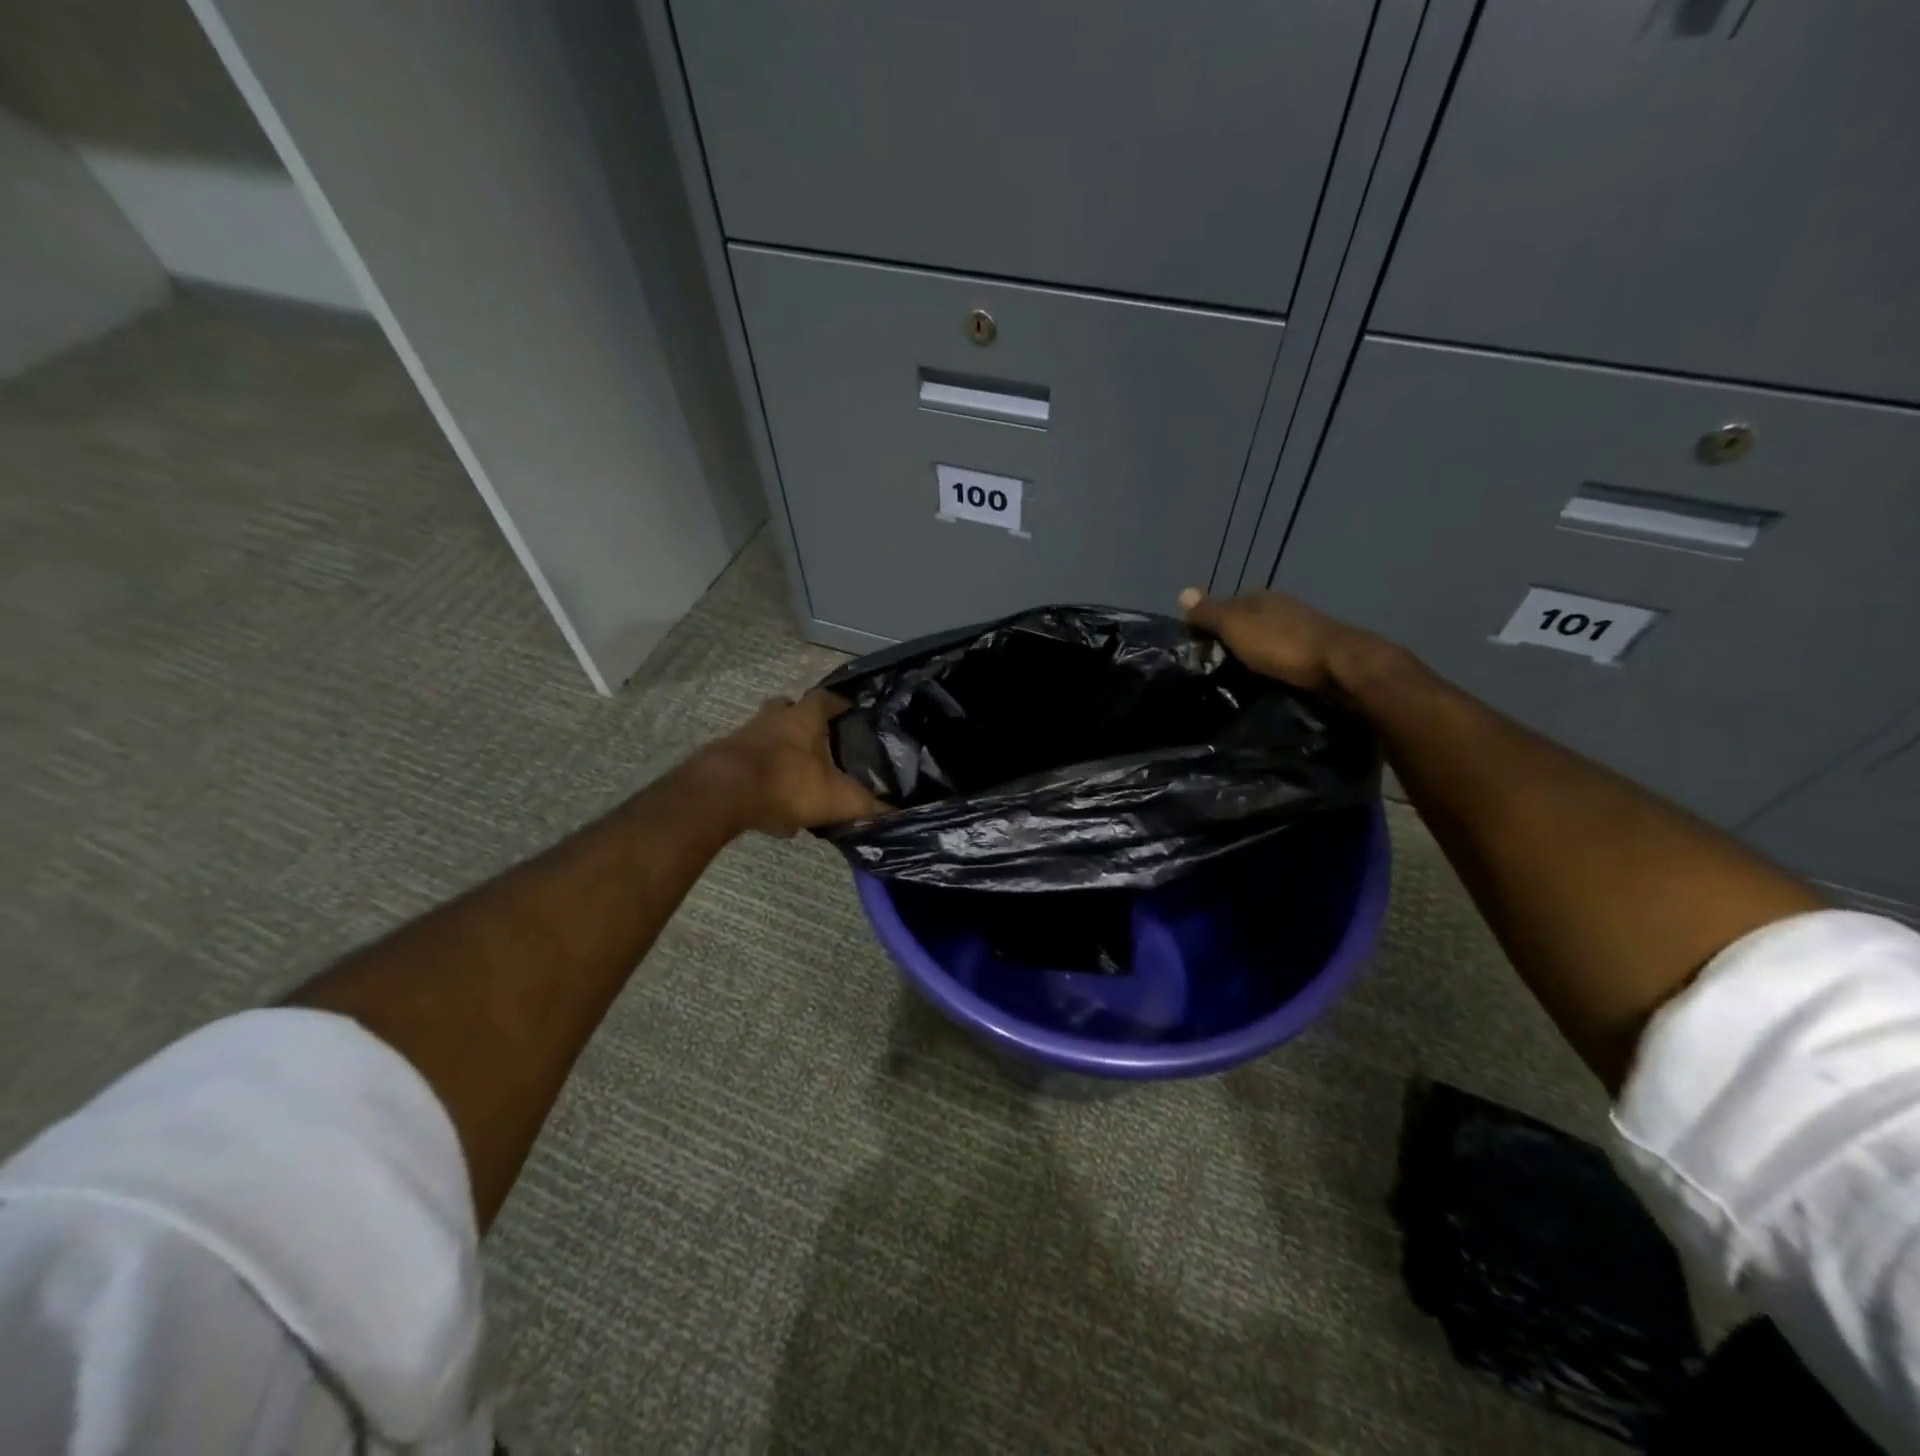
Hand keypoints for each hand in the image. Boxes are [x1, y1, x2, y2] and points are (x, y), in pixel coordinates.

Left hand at [699, 690, 886, 836]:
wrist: (724, 794)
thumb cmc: (788, 783)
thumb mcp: (839, 798)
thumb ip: (869, 807)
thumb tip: (899, 815)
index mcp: (804, 717)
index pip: (826, 698)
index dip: (839, 703)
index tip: (850, 710)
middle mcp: (773, 718)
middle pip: (788, 708)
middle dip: (802, 721)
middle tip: (818, 739)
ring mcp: (745, 736)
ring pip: (766, 734)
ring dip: (779, 749)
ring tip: (797, 775)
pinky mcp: (723, 760)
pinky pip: (749, 764)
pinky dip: (761, 778)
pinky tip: (772, 804)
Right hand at [1178, 586, 1391, 696]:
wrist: (1341, 667)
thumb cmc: (1282, 644)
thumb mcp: (1236, 627)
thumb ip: (1210, 612)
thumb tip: (1182, 591)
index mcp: (1261, 597)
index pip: (1226, 603)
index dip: (1209, 621)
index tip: (1195, 645)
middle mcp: (1281, 608)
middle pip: (1248, 621)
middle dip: (1232, 638)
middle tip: (1211, 665)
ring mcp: (1301, 630)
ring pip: (1266, 639)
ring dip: (1252, 653)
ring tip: (1234, 677)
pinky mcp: (1315, 654)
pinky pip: (1282, 657)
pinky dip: (1271, 665)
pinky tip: (1264, 679)